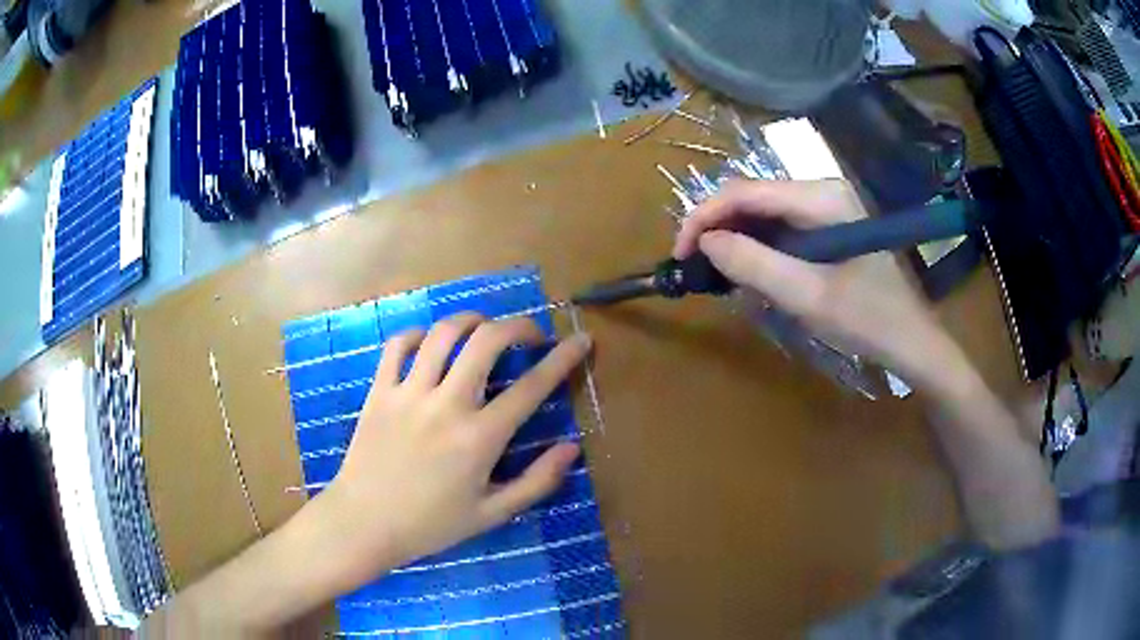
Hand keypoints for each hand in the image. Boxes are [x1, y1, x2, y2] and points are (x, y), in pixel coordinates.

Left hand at [319, 314, 588, 589]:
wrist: (364, 524)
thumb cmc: (431, 525)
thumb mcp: (492, 513)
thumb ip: (537, 482)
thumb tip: (572, 449)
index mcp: (479, 438)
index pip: (532, 387)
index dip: (563, 358)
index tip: (581, 340)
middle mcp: (447, 405)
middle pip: (487, 341)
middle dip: (517, 326)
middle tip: (530, 335)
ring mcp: (409, 393)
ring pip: (443, 334)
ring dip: (471, 321)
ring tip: (484, 330)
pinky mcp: (379, 391)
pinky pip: (398, 346)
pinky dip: (418, 335)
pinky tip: (430, 343)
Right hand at [673, 179, 950, 383]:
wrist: (911, 340)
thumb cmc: (867, 319)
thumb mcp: (807, 296)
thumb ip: (754, 264)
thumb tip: (705, 242)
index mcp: (821, 197)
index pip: (746, 191)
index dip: (705, 216)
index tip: (680, 253)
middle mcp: (822, 190)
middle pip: (753, 196)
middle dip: (718, 226)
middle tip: (696, 266)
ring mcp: (828, 206)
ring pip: (764, 211)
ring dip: (736, 237)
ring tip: (718, 272)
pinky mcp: (829, 224)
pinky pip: (782, 226)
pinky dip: (759, 246)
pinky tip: (751, 270)